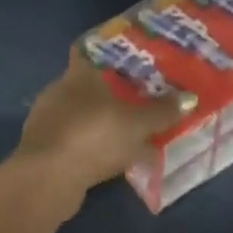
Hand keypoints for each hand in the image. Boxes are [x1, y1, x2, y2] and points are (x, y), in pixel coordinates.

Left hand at [15, 46, 193, 213]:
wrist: (46, 180)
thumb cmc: (93, 136)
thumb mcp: (136, 124)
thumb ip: (162, 112)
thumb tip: (190, 97)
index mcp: (79, 73)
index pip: (91, 52)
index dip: (110, 55)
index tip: (130, 60)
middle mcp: (59, 89)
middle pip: (88, 84)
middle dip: (109, 93)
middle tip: (136, 99)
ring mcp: (47, 119)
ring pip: (79, 114)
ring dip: (99, 123)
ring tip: (125, 133)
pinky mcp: (42, 149)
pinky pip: (72, 140)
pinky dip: (88, 146)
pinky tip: (106, 160)